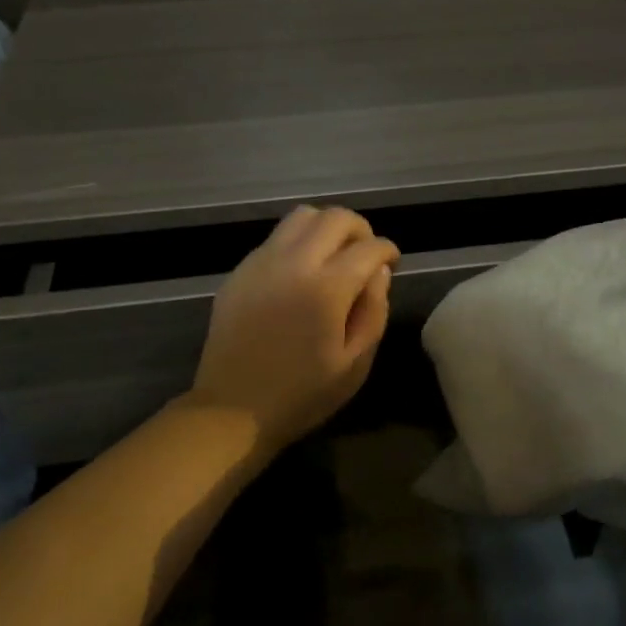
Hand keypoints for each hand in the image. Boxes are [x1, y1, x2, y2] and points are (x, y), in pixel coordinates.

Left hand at [187, 206, 399, 453]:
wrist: (232, 409)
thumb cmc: (302, 394)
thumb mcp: (355, 363)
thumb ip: (374, 311)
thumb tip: (380, 272)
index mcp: (326, 288)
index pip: (369, 247)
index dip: (388, 250)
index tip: (392, 263)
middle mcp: (293, 262)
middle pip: (335, 217)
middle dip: (360, 229)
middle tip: (365, 255)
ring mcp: (261, 262)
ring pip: (301, 216)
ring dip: (326, 227)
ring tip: (333, 257)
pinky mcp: (240, 271)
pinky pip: (275, 238)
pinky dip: (297, 242)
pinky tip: (300, 274)